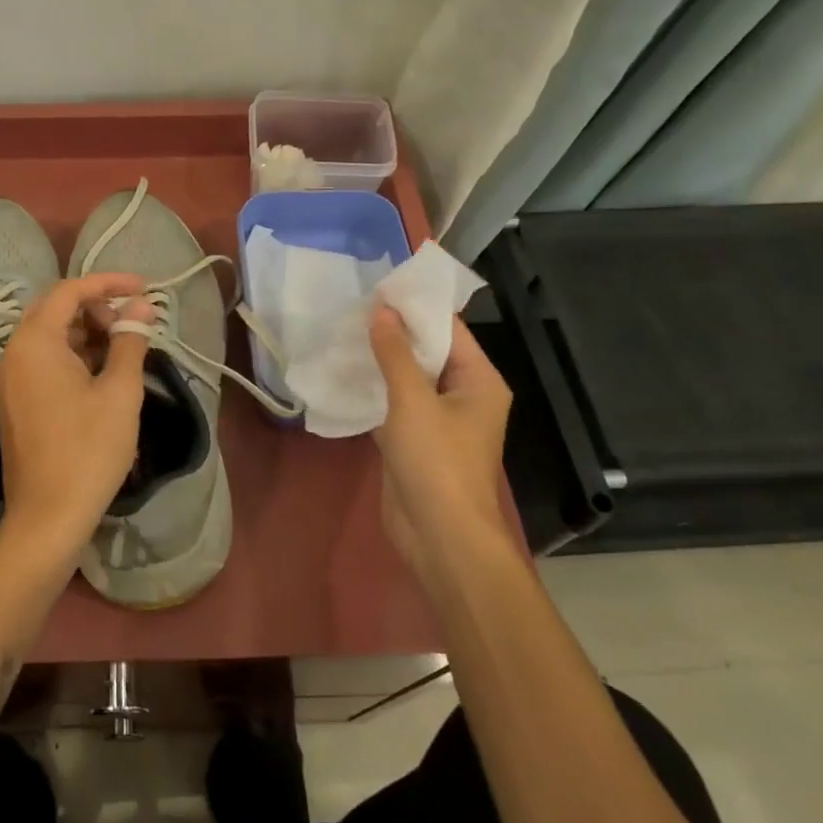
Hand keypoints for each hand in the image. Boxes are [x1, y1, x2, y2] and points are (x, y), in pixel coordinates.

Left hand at [0, 273, 154, 567]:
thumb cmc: (88, 449)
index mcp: (35, 341)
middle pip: (57, 309)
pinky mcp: (17, 400)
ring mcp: (12, 378)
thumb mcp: (119, 391)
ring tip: (125, 348)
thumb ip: (130, 341)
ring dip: (88, 332)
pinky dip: (75, 355)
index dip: (109, 282)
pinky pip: (45, 360)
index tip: (144, 288)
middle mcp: (15, 351)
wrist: (48, 517)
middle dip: (98, 308)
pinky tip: (103, 373)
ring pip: (52, 336)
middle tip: (133, 323)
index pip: (70, 290)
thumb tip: (142, 306)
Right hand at [369, 305, 518, 581]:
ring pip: (410, 378)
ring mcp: (440, 420)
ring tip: (344, 332)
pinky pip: (397, 403)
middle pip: (429, 352)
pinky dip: (376, 389)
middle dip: (394, 331)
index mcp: (479, 381)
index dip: (415, 307)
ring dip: (382, 360)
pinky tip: (345, 373)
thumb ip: (395, 353)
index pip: (449, 329)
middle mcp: (464, 395)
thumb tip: (381, 310)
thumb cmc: (437, 463)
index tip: (379, 286)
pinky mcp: (417, 441)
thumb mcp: (413, 401)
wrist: (440, 537)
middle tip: (353, 306)